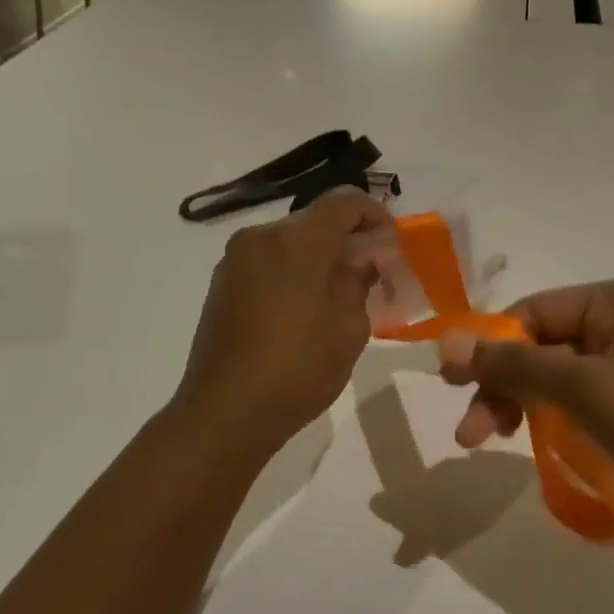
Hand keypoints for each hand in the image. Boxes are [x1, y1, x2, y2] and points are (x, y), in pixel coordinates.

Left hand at [175, 190, 390, 458]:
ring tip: (338, 293)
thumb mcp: (349, 328)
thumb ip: (359, 281)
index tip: (391, 243)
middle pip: (315, 220)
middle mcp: (261, 237)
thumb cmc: (299, 370)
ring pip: (290, 241)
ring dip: (318, 256)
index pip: (345, 201)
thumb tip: (363, 259)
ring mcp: (235, 259)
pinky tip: (303, 306)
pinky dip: (292, 270)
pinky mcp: (221, 283)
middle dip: (347, 238)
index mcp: (298, 241)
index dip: (375, 214)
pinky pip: (267, 261)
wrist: (226, 412)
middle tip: (370, 271)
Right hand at [438, 278, 613, 559]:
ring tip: (490, 440)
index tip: (451, 385)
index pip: (536, 312)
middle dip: (503, 384)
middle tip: (470, 433)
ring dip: (522, 405)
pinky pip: (583, 406)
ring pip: (559, 379)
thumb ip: (515, 364)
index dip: (490, 346)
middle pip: (544, 346)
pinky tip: (534, 445)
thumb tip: (444, 344)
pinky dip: (553, 421)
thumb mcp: (588, 389)